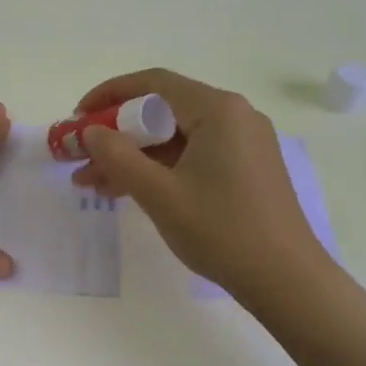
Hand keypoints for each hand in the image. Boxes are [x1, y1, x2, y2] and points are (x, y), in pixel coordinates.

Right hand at [69, 69, 328, 295]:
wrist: (288, 282)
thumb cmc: (222, 231)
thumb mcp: (159, 194)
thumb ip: (118, 157)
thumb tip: (90, 132)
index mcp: (218, 109)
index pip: (153, 84)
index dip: (109, 95)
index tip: (77, 116)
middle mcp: (234, 116)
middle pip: (162, 110)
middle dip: (117, 133)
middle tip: (80, 155)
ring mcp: (243, 142)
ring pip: (175, 137)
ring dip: (134, 155)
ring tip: (91, 183)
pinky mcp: (246, 167)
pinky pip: (192, 155)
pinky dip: (160, 168)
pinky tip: (128, 189)